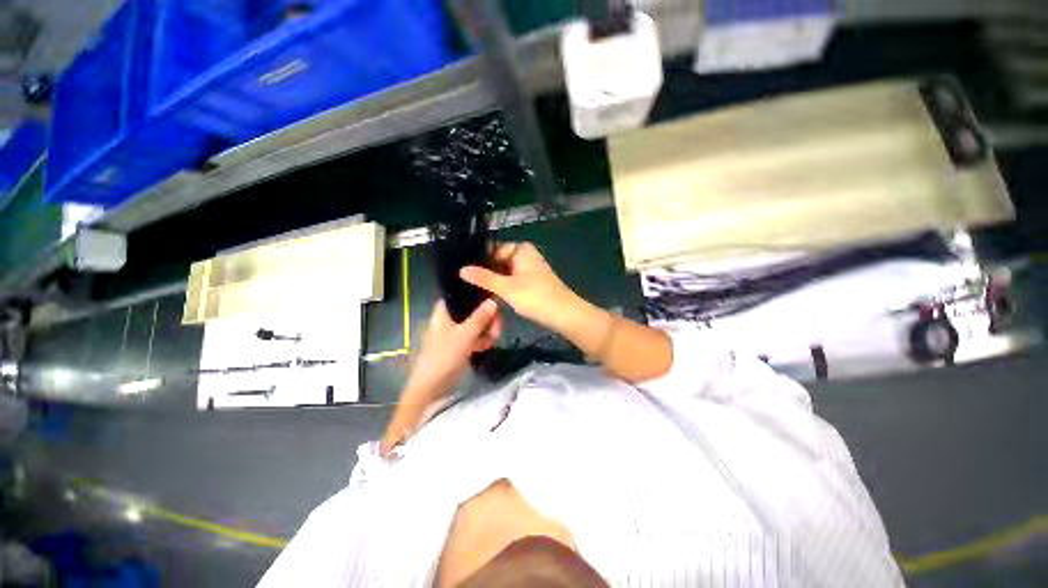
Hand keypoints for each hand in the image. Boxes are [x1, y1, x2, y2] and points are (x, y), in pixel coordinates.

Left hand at [404, 299, 501, 405]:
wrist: (432, 385)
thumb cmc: (444, 355)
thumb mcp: (465, 334)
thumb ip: (480, 317)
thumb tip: (494, 300)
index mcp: (445, 310)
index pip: (463, 295)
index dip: (479, 296)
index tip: (494, 301)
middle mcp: (450, 317)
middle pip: (473, 310)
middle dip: (487, 317)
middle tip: (497, 326)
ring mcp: (455, 331)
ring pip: (476, 323)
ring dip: (487, 329)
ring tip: (495, 337)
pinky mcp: (460, 344)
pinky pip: (475, 336)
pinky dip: (482, 338)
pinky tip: (490, 344)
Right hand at [460, 242, 580, 331]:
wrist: (564, 314)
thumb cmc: (536, 296)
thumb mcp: (507, 287)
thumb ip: (484, 278)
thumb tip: (461, 270)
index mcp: (521, 249)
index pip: (492, 250)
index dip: (478, 261)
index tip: (461, 271)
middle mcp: (525, 255)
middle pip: (498, 261)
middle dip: (485, 272)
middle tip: (464, 283)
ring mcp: (528, 269)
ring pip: (504, 272)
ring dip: (493, 281)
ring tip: (472, 290)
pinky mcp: (530, 281)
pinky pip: (511, 280)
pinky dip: (502, 287)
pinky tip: (488, 295)